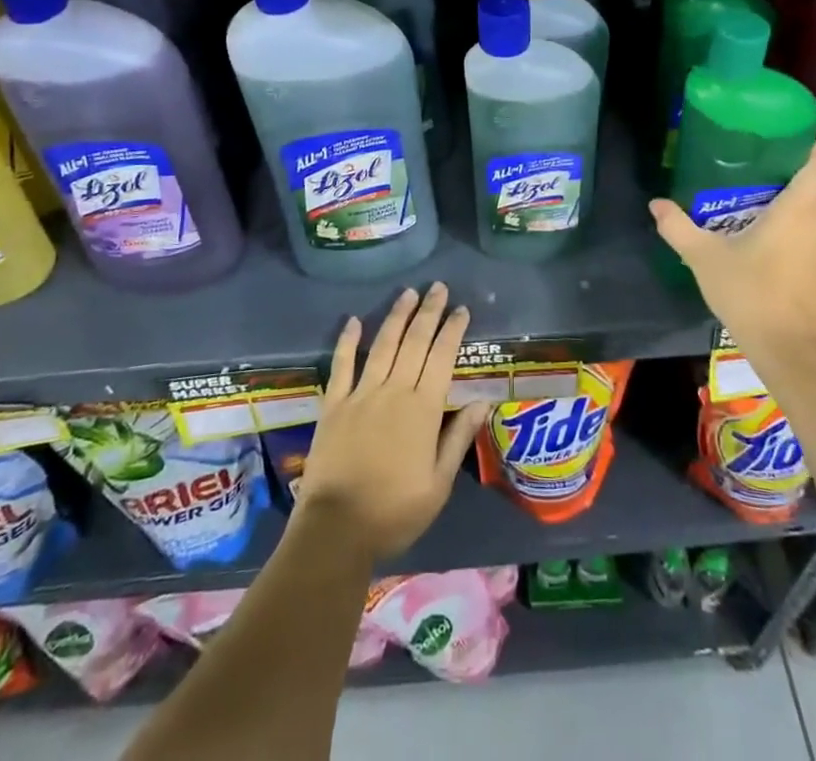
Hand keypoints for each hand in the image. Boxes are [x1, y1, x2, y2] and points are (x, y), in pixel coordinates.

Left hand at [296, 283, 488, 562]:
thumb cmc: (395, 511)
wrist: (336, 529)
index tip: (462, 309)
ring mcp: (361, 395)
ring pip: (383, 345)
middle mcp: (394, 391)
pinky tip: (354, 320)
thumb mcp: (438, 484)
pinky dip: (348, 341)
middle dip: (428, 312)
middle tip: (438, 287)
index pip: (442, 357)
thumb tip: (482, 401)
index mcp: (423, 410)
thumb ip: (458, 438)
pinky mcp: (333, 404)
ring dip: (397, 316)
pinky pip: (341, 365)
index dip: (452, 330)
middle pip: (414, 342)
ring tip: (408, 292)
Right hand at [649, 142, 815, 367]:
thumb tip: (656, 203)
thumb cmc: (749, 292)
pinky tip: (771, 262)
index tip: (787, 144)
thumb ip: (678, 227)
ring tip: (759, 220)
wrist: (787, 352)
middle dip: (791, 181)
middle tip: (756, 179)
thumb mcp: (703, 257)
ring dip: (793, 217)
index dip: (810, 149)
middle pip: (815, 192)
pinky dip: (797, 248)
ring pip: (814, 224)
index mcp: (796, 212)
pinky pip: (813, 252)